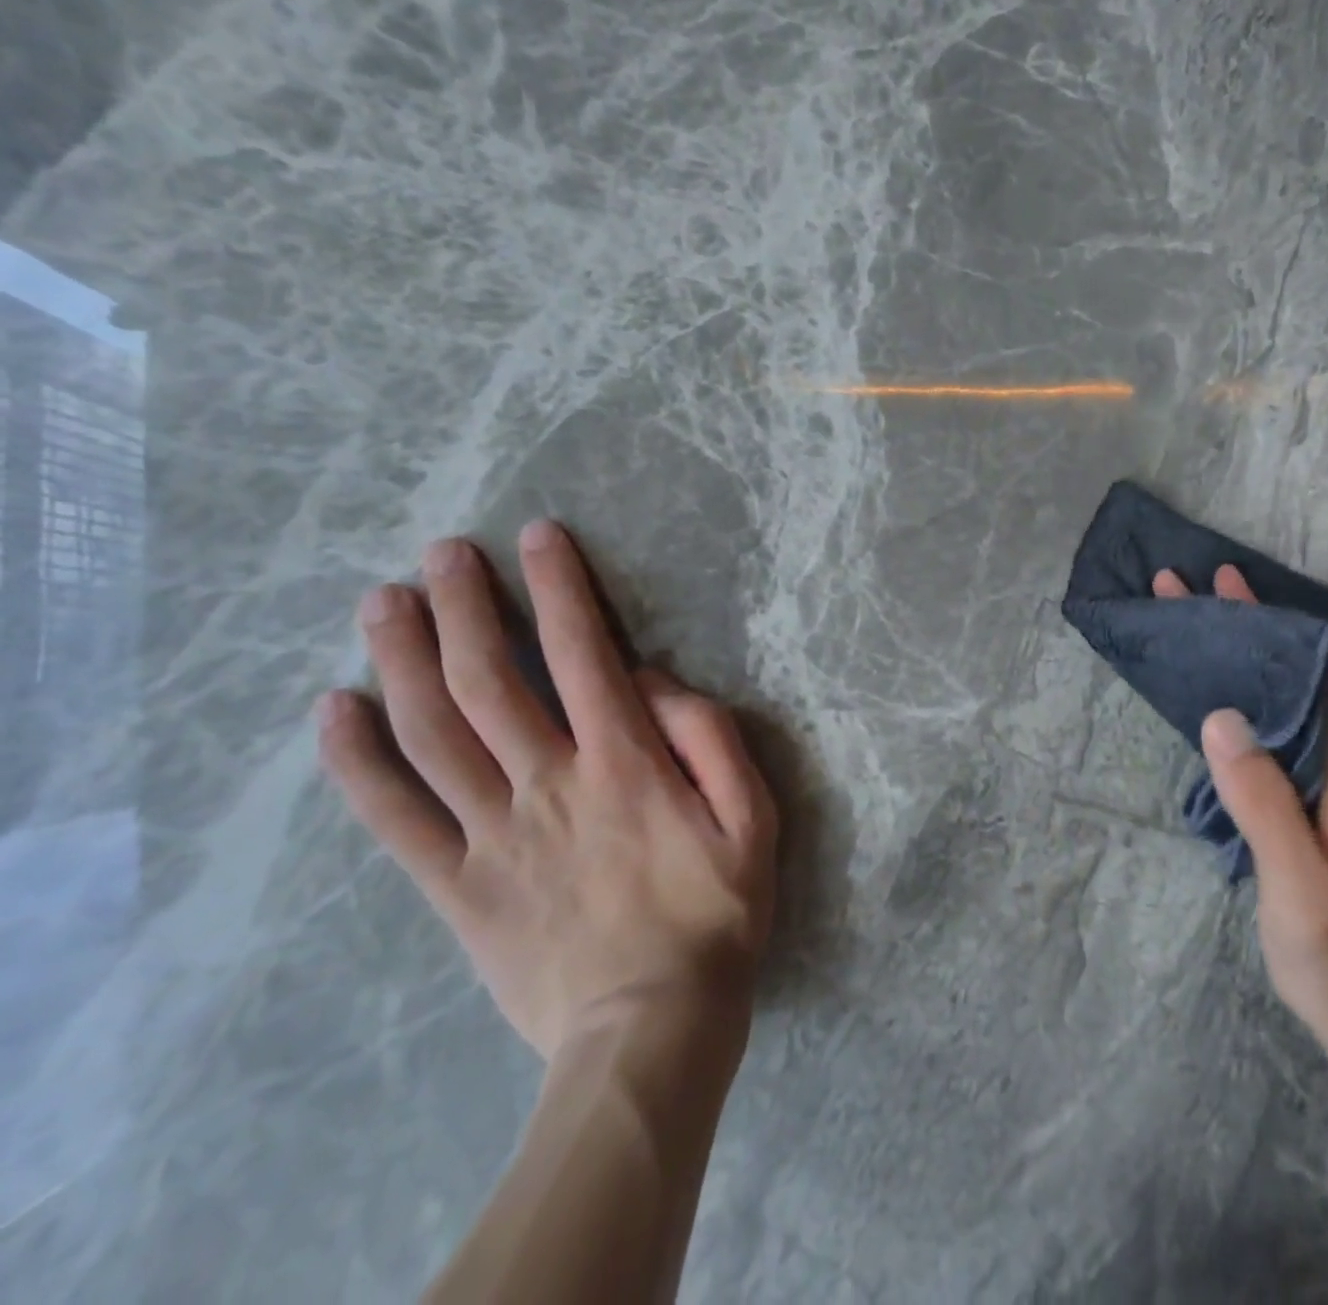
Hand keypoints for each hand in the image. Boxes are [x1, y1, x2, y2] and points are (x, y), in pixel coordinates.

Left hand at [316, 519, 777, 1060]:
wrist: (651, 1028)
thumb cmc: (716, 915)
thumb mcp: (753, 820)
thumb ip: (711, 740)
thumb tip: (653, 683)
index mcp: (625, 765)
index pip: (584, 653)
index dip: (560, 588)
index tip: (538, 536)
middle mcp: (549, 784)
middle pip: (490, 679)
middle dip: (465, 605)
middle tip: (442, 552)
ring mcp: (493, 835)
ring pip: (432, 732)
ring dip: (403, 658)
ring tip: (384, 602)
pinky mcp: (456, 885)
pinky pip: (394, 816)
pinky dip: (358, 760)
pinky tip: (335, 710)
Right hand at [1153, 565, 1327, 1051]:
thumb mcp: (1296, 876)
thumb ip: (1262, 798)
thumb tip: (1221, 715)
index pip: (1306, 674)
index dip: (1264, 626)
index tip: (1221, 585)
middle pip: (1298, 679)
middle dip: (1249, 632)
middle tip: (1194, 596)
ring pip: (1293, 706)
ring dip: (1251, 665)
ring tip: (1205, 638)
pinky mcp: (1324, 814)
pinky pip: (1287, 737)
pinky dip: (1256, 704)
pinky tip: (1230, 711)